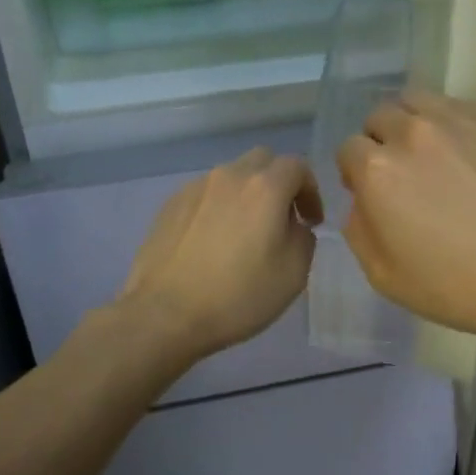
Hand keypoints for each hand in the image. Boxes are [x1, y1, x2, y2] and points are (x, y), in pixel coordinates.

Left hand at [117, 148, 322, 361]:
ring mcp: (195, 188)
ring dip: (246, 195)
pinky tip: (213, 242)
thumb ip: (303, 238)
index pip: (297, 166)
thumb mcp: (294, 274)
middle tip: (282, 218)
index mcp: (264, 187)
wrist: (164, 313)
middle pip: (262, 161)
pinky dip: (218, 207)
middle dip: (279, 182)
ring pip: (231, 176)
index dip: (311, 191)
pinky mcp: (170, 205)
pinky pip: (205, 195)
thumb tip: (292, 226)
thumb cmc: (237, 296)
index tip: (311, 221)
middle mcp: (228, 176)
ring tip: (244, 233)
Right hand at [338, 91, 475, 352]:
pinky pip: (465, 109)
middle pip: (381, 116)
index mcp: (379, 170)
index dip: (356, 174)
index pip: (348, 149)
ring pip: (421, 101)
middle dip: (382, 141)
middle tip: (404, 175)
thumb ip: (359, 230)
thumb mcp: (386, 278)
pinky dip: (458, 127)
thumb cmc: (463, 288)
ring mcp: (464, 119)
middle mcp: (415, 132)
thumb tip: (361, 202)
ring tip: (436, 156)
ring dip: (416, 123)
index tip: (374, 195)